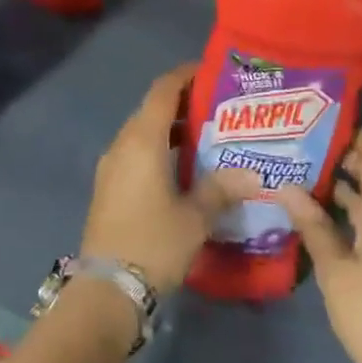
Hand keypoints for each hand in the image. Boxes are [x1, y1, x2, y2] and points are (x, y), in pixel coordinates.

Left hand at [82, 64, 261, 296]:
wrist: (107, 289)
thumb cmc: (154, 244)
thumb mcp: (196, 217)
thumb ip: (223, 189)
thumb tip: (254, 174)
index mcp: (142, 141)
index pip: (163, 91)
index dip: (185, 76)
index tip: (211, 73)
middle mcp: (122, 145)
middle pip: (152, 109)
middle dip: (183, 104)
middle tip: (220, 108)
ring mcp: (111, 166)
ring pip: (143, 133)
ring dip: (171, 130)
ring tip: (208, 137)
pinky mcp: (108, 187)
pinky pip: (135, 154)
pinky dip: (159, 149)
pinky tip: (183, 168)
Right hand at [280, 130, 361, 362]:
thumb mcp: (336, 270)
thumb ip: (313, 225)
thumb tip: (286, 185)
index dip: (353, 133)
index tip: (318, 119)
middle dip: (339, 157)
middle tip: (297, 145)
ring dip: (340, 187)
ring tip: (298, 173)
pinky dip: (345, 213)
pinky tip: (314, 217)